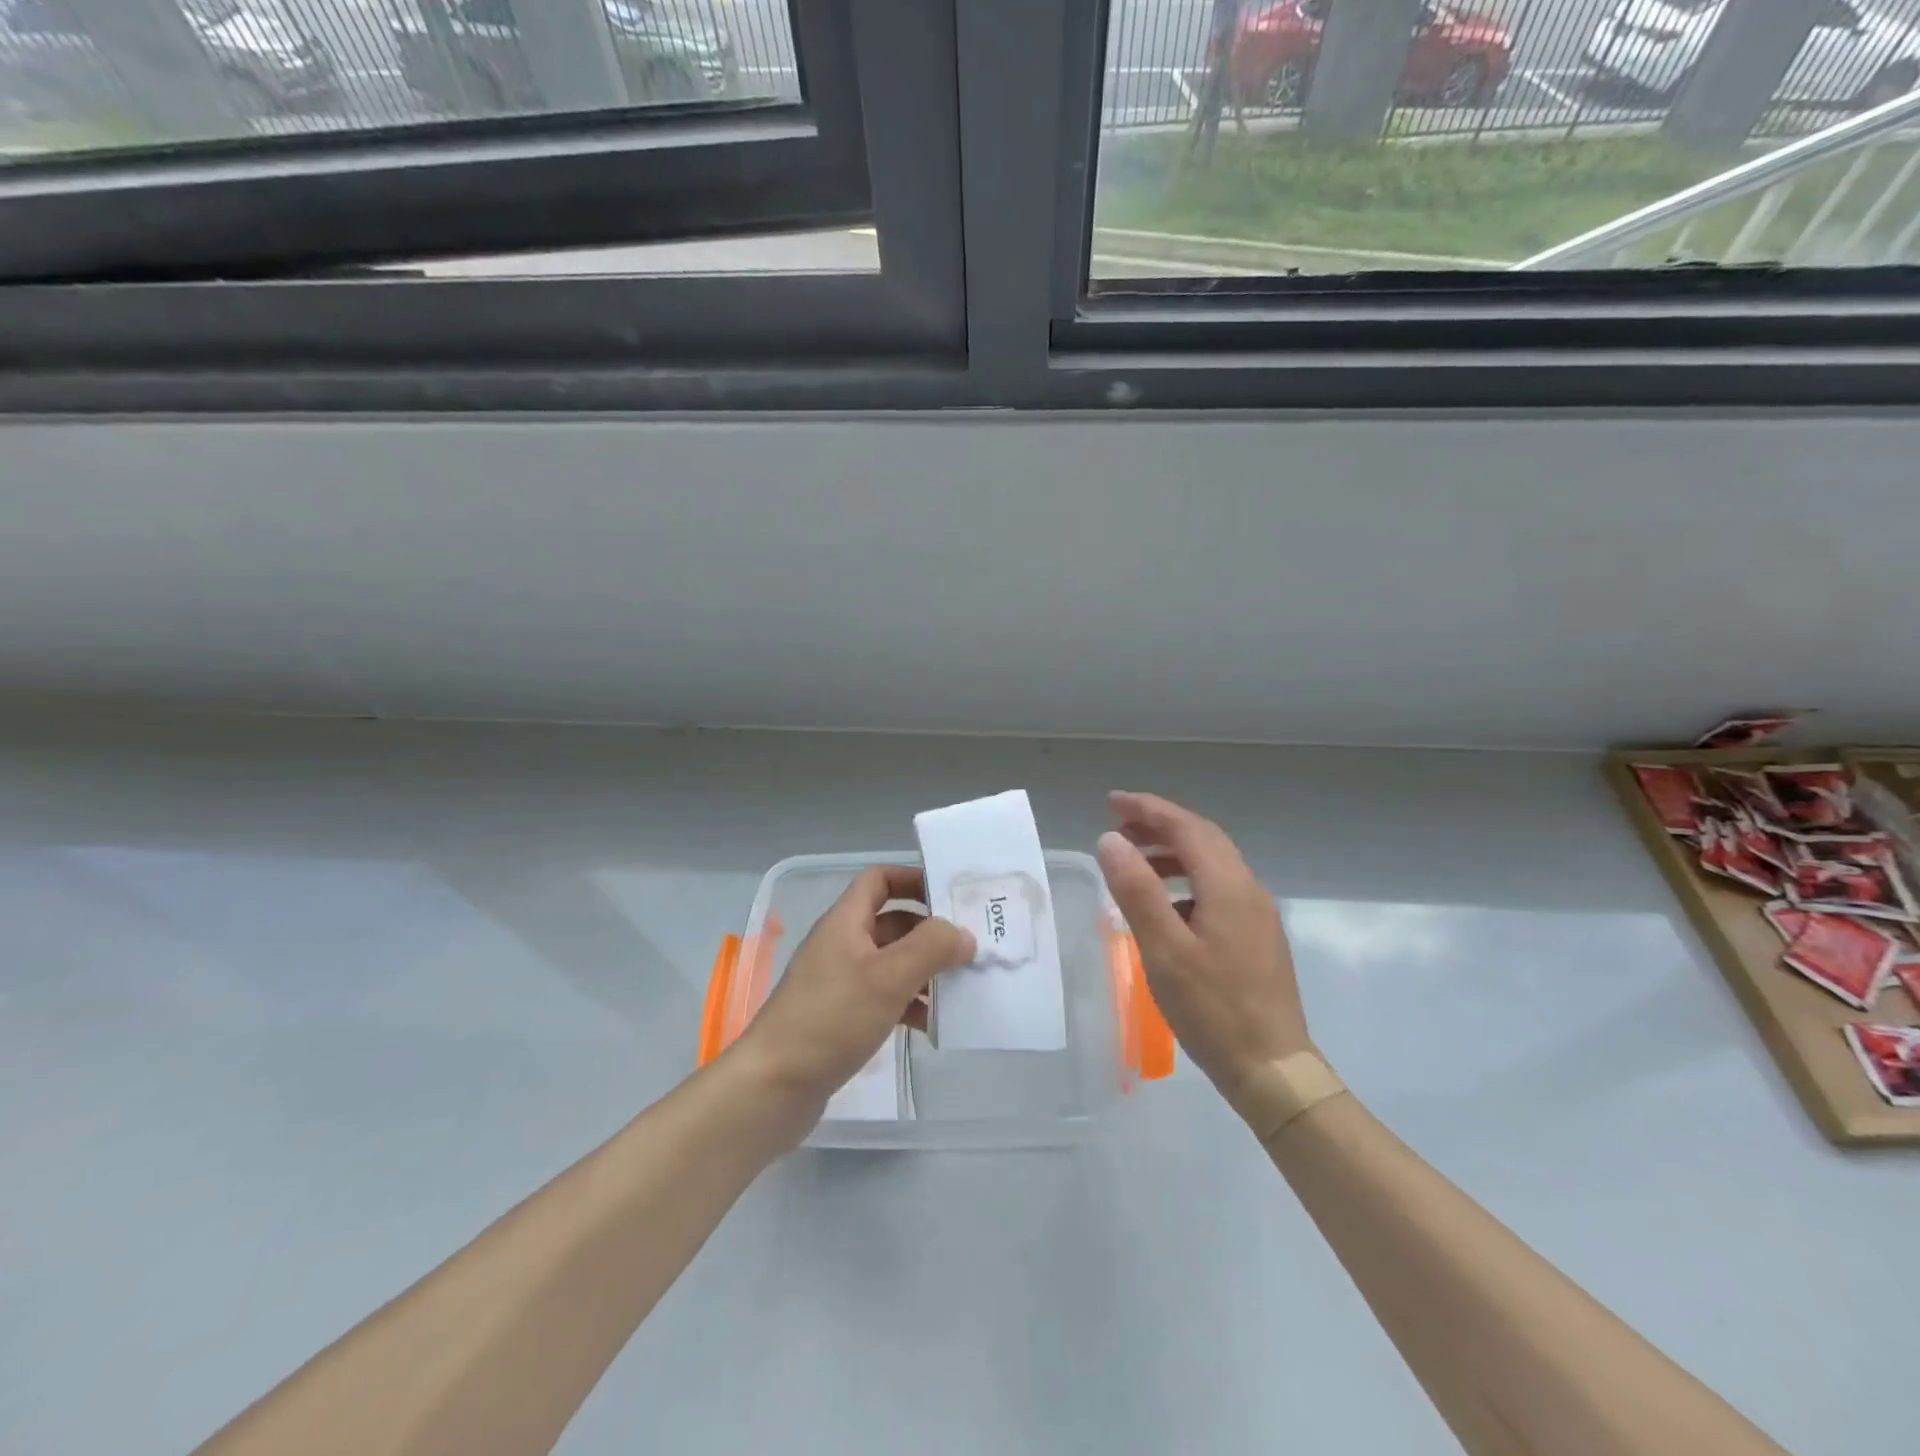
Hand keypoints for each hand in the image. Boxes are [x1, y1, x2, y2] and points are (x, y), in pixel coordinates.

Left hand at [733, 865, 973, 1128]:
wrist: (773, 1087)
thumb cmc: (831, 1019)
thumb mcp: (887, 977)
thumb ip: (931, 948)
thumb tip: (963, 934)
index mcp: (845, 922)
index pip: (880, 880)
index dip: (914, 879)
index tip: (951, 894)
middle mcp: (842, 945)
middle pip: (893, 922)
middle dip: (930, 931)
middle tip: (971, 945)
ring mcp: (841, 982)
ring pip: (892, 963)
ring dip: (925, 971)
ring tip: (961, 987)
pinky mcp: (842, 1017)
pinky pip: (885, 998)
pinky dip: (910, 1004)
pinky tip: (933, 1025)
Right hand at [1096, 791, 1313, 1117]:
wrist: (1273, 1070)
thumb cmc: (1213, 1009)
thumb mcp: (1164, 950)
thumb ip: (1136, 890)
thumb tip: (1109, 839)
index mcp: (1229, 886)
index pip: (1186, 828)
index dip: (1148, 809)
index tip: (1111, 802)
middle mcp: (1249, 890)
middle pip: (1203, 839)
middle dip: (1159, 826)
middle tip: (1117, 828)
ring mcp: (1257, 915)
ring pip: (1212, 864)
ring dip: (1171, 854)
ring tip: (1133, 865)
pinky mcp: (1257, 937)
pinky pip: (1217, 890)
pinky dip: (1185, 882)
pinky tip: (1165, 909)